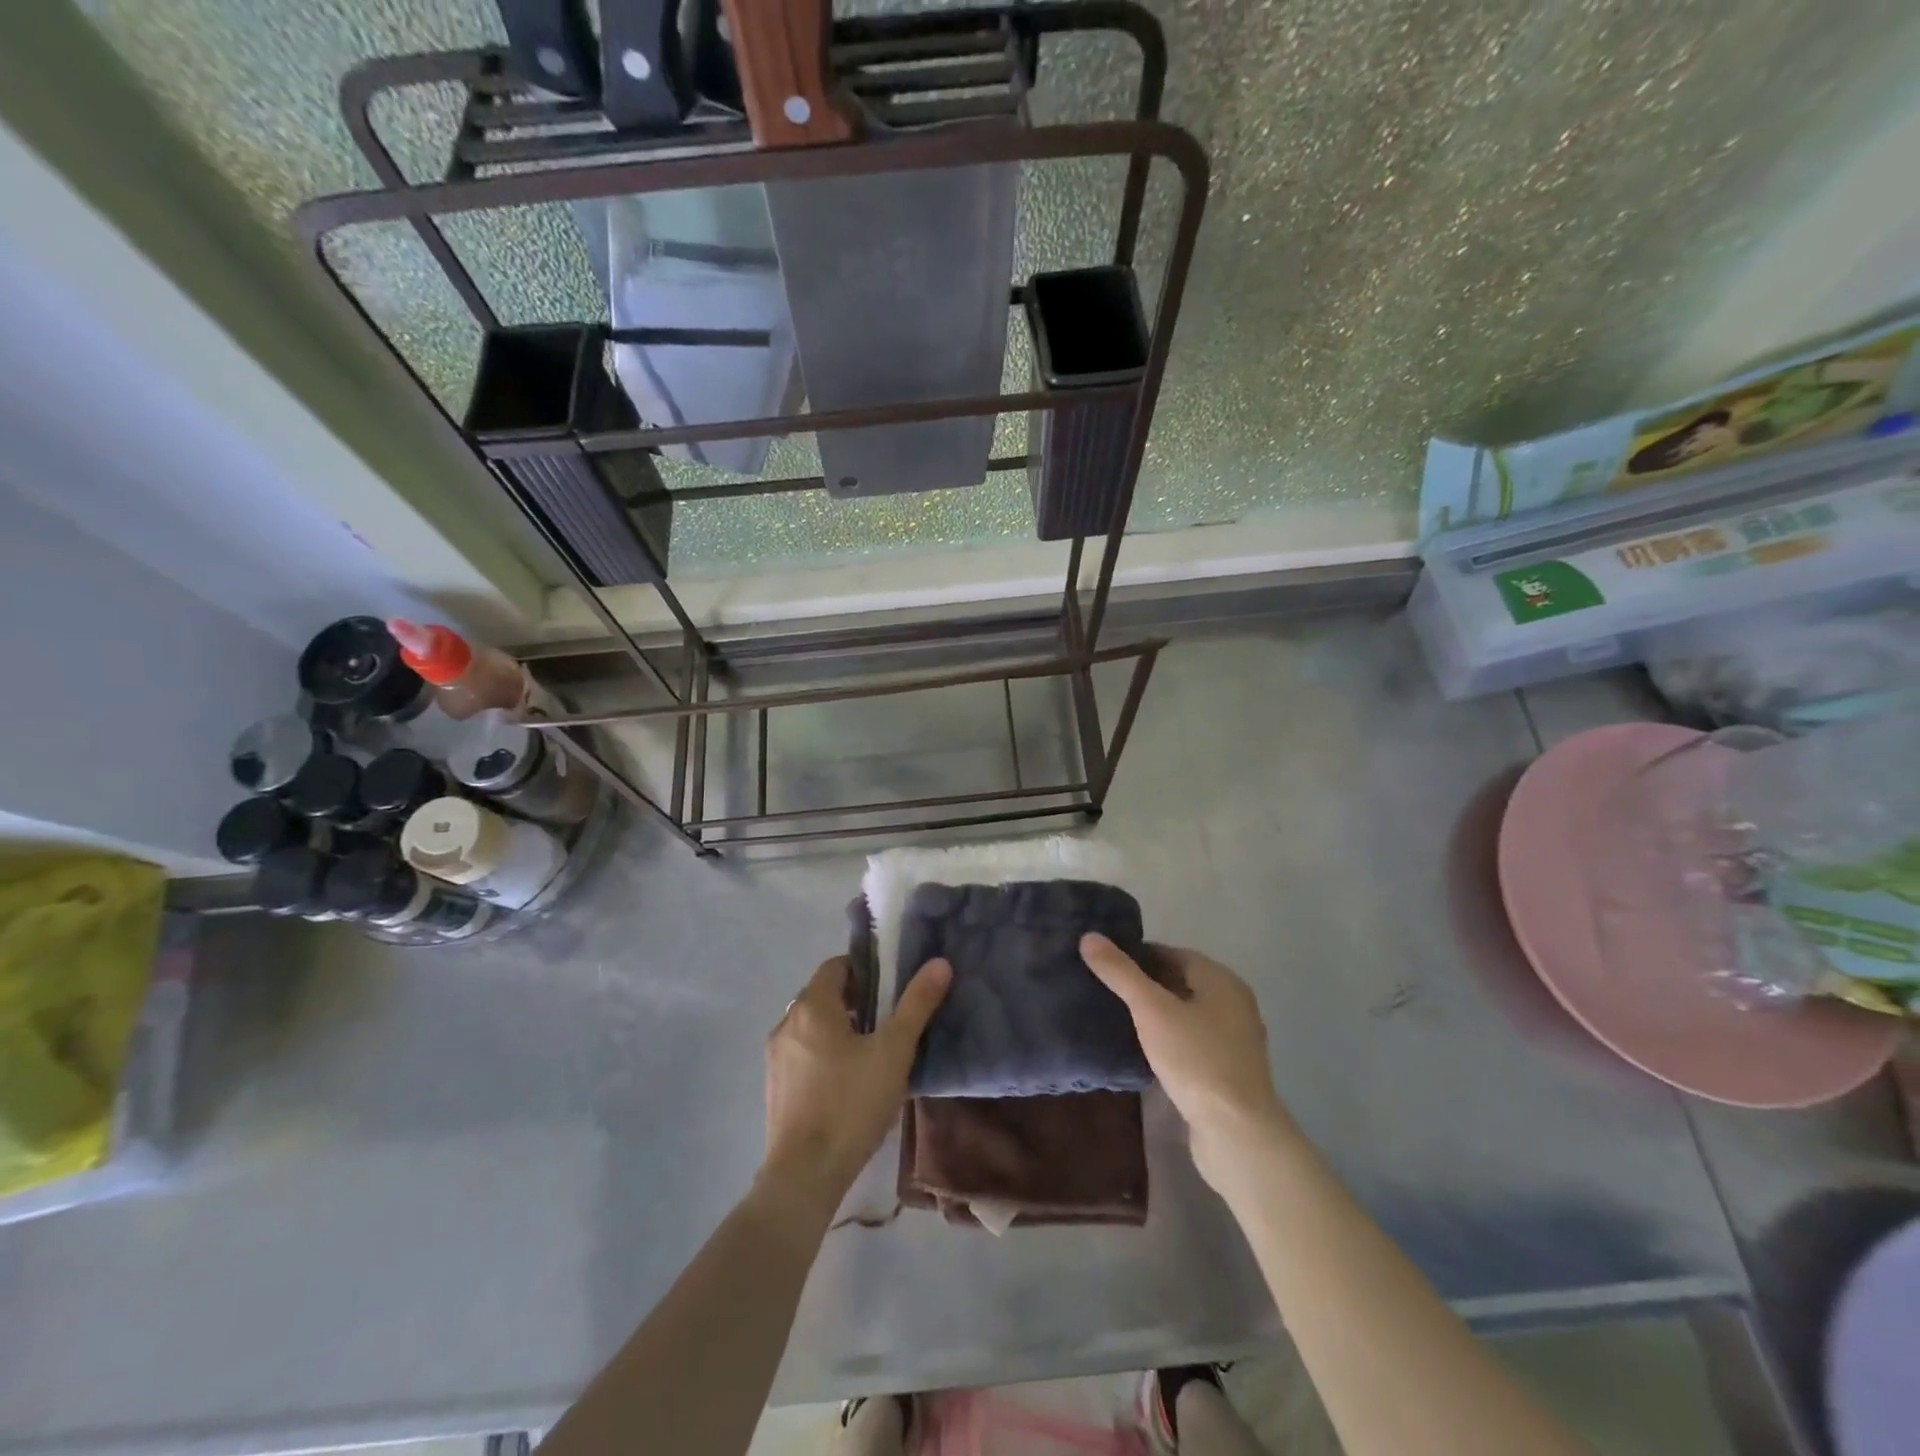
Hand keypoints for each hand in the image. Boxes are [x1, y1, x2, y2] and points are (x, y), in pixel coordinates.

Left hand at [760, 955, 951, 1214]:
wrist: (805, 1175)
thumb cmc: (851, 1103)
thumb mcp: (894, 1051)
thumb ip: (917, 1004)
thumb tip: (939, 963)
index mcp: (812, 1006)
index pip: (836, 966)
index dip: (865, 969)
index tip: (891, 986)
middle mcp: (786, 1022)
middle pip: (823, 994)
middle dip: (855, 1000)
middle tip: (889, 1018)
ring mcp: (775, 1056)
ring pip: (812, 1025)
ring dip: (839, 1028)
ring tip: (872, 1050)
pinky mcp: (774, 1087)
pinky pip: (802, 1053)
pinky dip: (824, 1053)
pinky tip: (848, 1081)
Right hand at [1080, 935, 1289, 1189]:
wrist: (1237, 1134)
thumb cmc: (1196, 1060)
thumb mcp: (1152, 1011)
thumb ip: (1121, 973)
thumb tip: (1089, 936)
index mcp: (1222, 981)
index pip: (1174, 954)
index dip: (1139, 955)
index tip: (1106, 963)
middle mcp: (1233, 1005)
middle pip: (1181, 983)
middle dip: (1145, 984)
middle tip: (1105, 988)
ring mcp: (1233, 1041)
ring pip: (1186, 1015)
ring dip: (1156, 1014)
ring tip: (1117, 1017)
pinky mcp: (1227, 1072)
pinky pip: (1191, 1043)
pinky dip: (1168, 1040)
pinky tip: (1142, 1051)